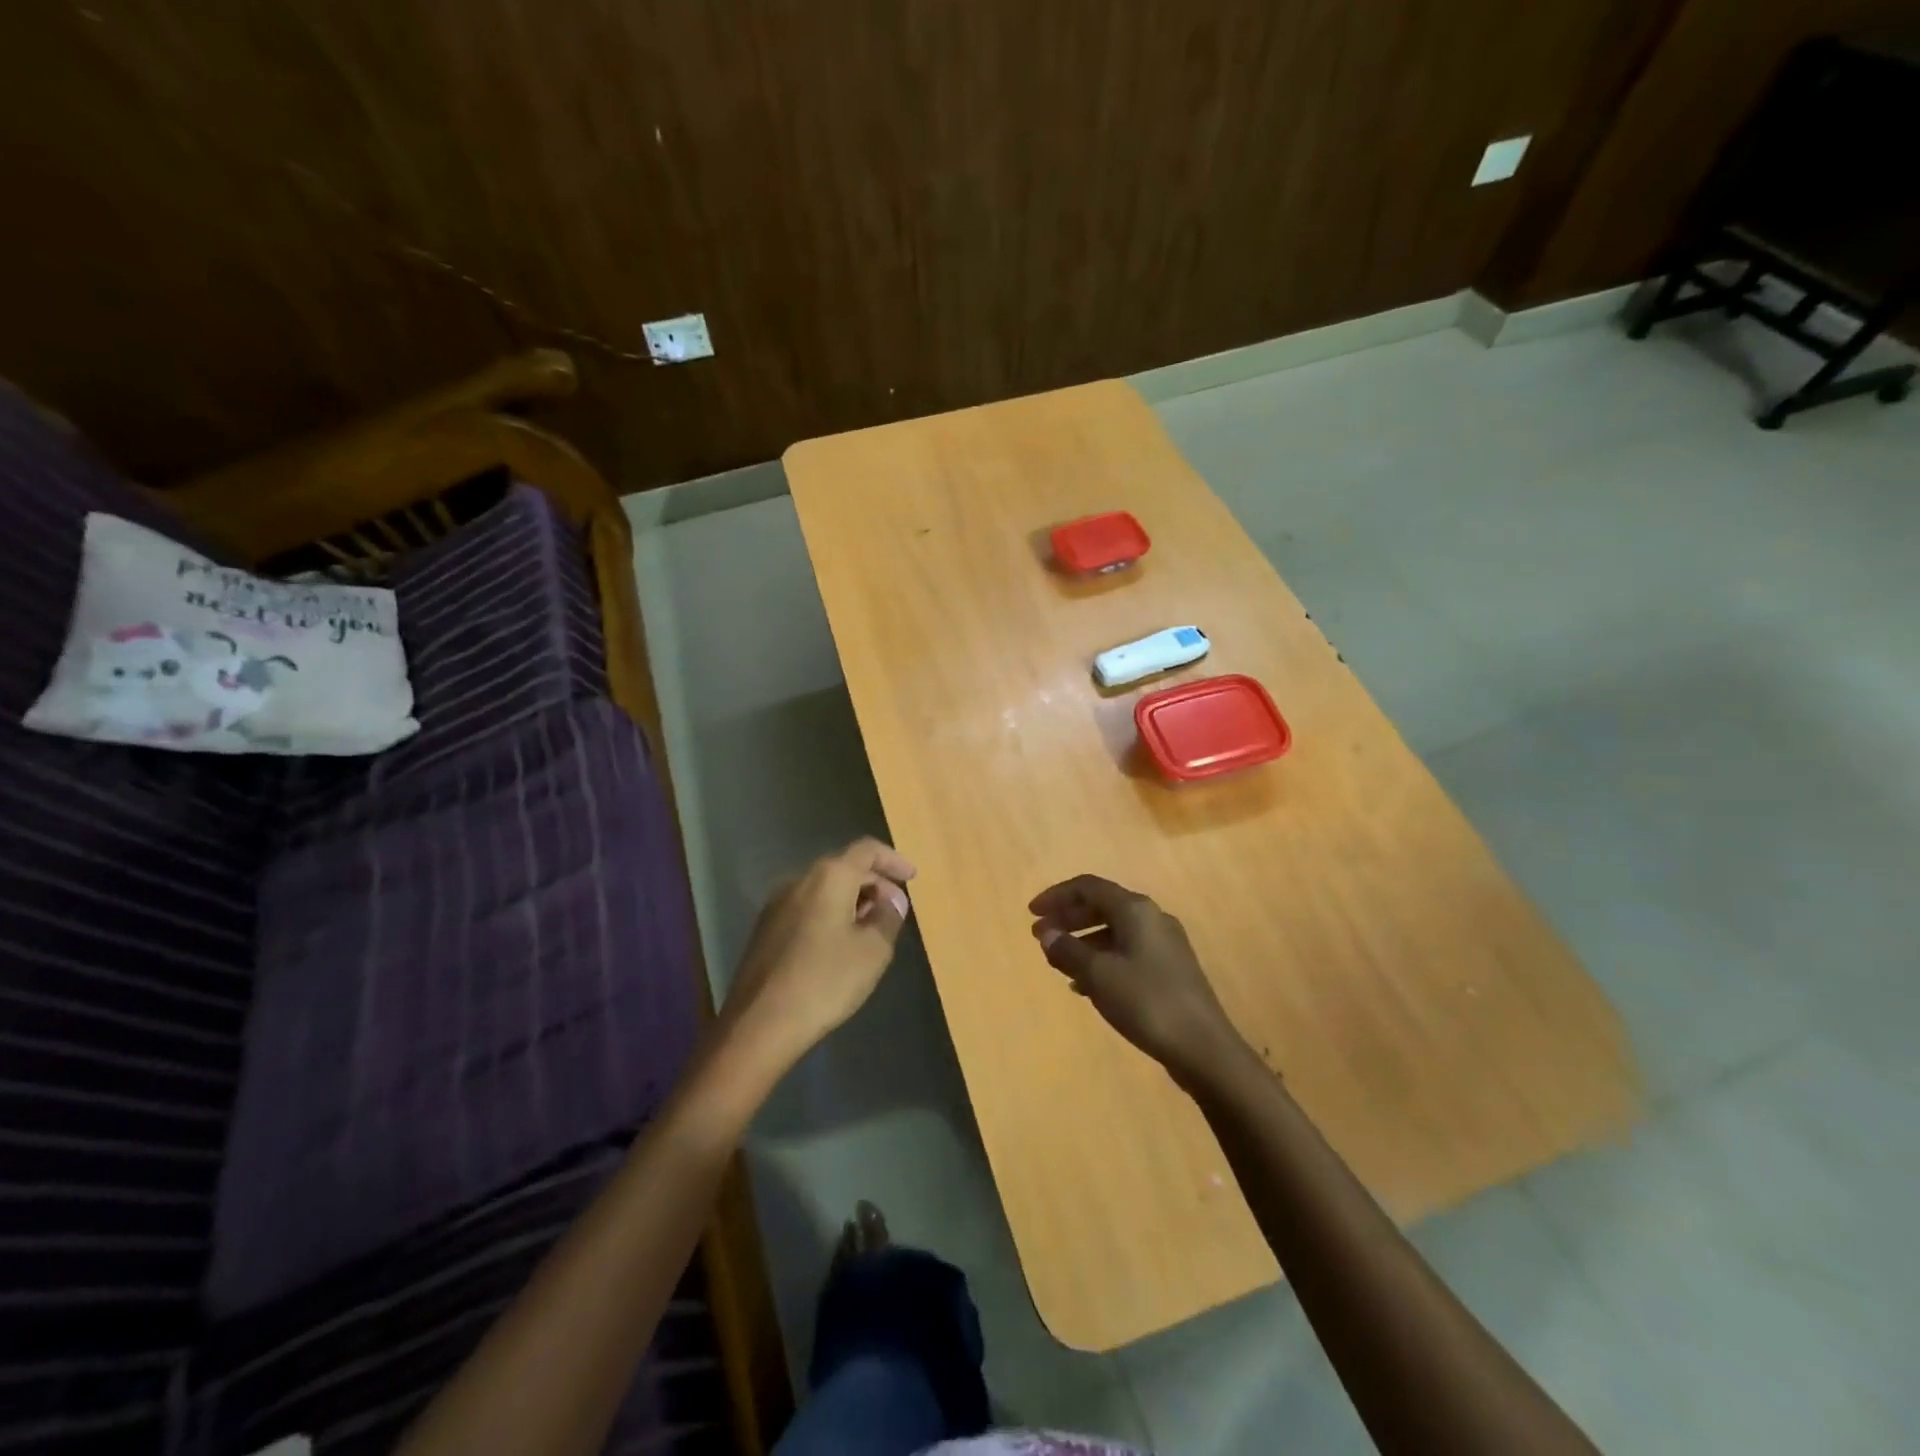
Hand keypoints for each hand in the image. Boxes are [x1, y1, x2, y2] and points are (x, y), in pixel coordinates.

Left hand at [722, 838, 915, 1071]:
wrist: (759, 1024)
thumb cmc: (825, 981)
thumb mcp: (873, 951)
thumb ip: (888, 918)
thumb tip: (893, 900)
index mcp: (829, 877)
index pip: (867, 850)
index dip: (893, 860)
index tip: (912, 878)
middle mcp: (800, 880)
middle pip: (844, 867)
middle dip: (875, 884)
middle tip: (896, 911)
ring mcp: (777, 904)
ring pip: (824, 889)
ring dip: (853, 900)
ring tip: (872, 929)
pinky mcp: (766, 929)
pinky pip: (807, 908)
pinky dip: (831, 914)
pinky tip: (840, 945)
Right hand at [1029, 875, 1241, 1078]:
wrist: (1204, 1047)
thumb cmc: (1146, 1002)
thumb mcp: (1098, 975)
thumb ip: (1068, 950)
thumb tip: (1047, 933)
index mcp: (1135, 910)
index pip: (1088, 887)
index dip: (1056, 896)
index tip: (1031, 914)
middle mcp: (1152, 917)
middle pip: (1102, 905)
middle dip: (1068, 918)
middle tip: (1041, 937)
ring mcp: (1165, 943)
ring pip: (1115, 930)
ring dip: (1083, 940)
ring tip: (1059, 963)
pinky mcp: (1171, 969)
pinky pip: (1128, 951)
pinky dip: (1102, 959)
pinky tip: (1086, 986)